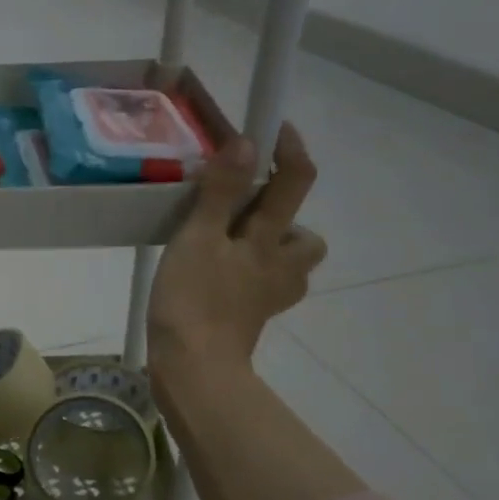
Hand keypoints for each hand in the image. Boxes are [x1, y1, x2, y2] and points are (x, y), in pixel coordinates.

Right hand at [148, 124, 327, 376]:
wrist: (194, 369)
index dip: (290, 151)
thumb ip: (220, 192)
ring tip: (233, 248)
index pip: (295, 183)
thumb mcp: (198, 238)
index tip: (273, 130)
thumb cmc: (192, 301)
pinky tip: (224, 281)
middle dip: (285, 219)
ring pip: (289, 266)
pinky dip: (252, 279)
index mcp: (268, 240)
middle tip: (245, 213)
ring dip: (272, 251)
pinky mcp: (251, 321)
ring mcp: (268, 298)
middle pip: (305, 236)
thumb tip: (247, 143)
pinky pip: (265, 290)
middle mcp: (279, 267)